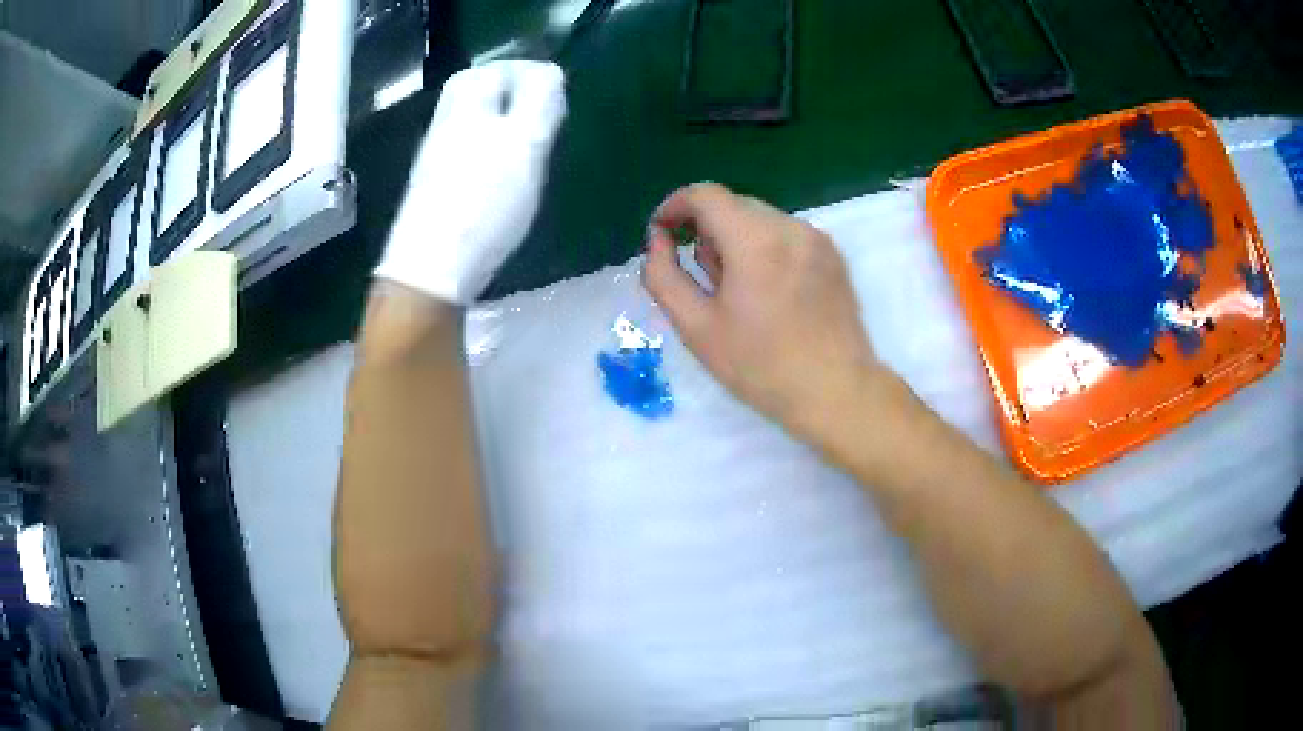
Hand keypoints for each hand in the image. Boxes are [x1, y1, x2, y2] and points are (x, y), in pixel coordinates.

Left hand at [375, 61, 566, 303]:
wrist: (430, 270)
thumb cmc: (483, 203)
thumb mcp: (525, 144)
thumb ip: (540, 100)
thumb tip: (549, 72)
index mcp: (466, 106)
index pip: (497, 69)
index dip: (528, 73)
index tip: (556, 94)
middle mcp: (446, 124)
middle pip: (477, 90)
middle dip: (511, 92)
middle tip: (543, 112)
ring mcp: (436, 157)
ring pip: (471, 120)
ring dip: (501, 121)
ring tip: (530, 143)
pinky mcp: (435, 187)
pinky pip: (466, 149)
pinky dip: (489, 148)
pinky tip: (503, 174)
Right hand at [642, 182, 880, 437]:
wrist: (837, 393)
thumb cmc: (761, 367)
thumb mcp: (697, 328)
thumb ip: (664, 276)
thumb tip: (656, 242)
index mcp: (755, 240)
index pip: (705, 195)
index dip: (674, 206)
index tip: (661, 234)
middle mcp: (790, 227)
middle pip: (733, 205)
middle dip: (706, 230)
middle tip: (703, 280)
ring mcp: (817, 239)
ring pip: (760, 219)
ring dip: (736, 240)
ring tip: (739, 293)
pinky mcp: (833, 255)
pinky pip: (786, 235)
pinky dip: (765, 249)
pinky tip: (769, 294)